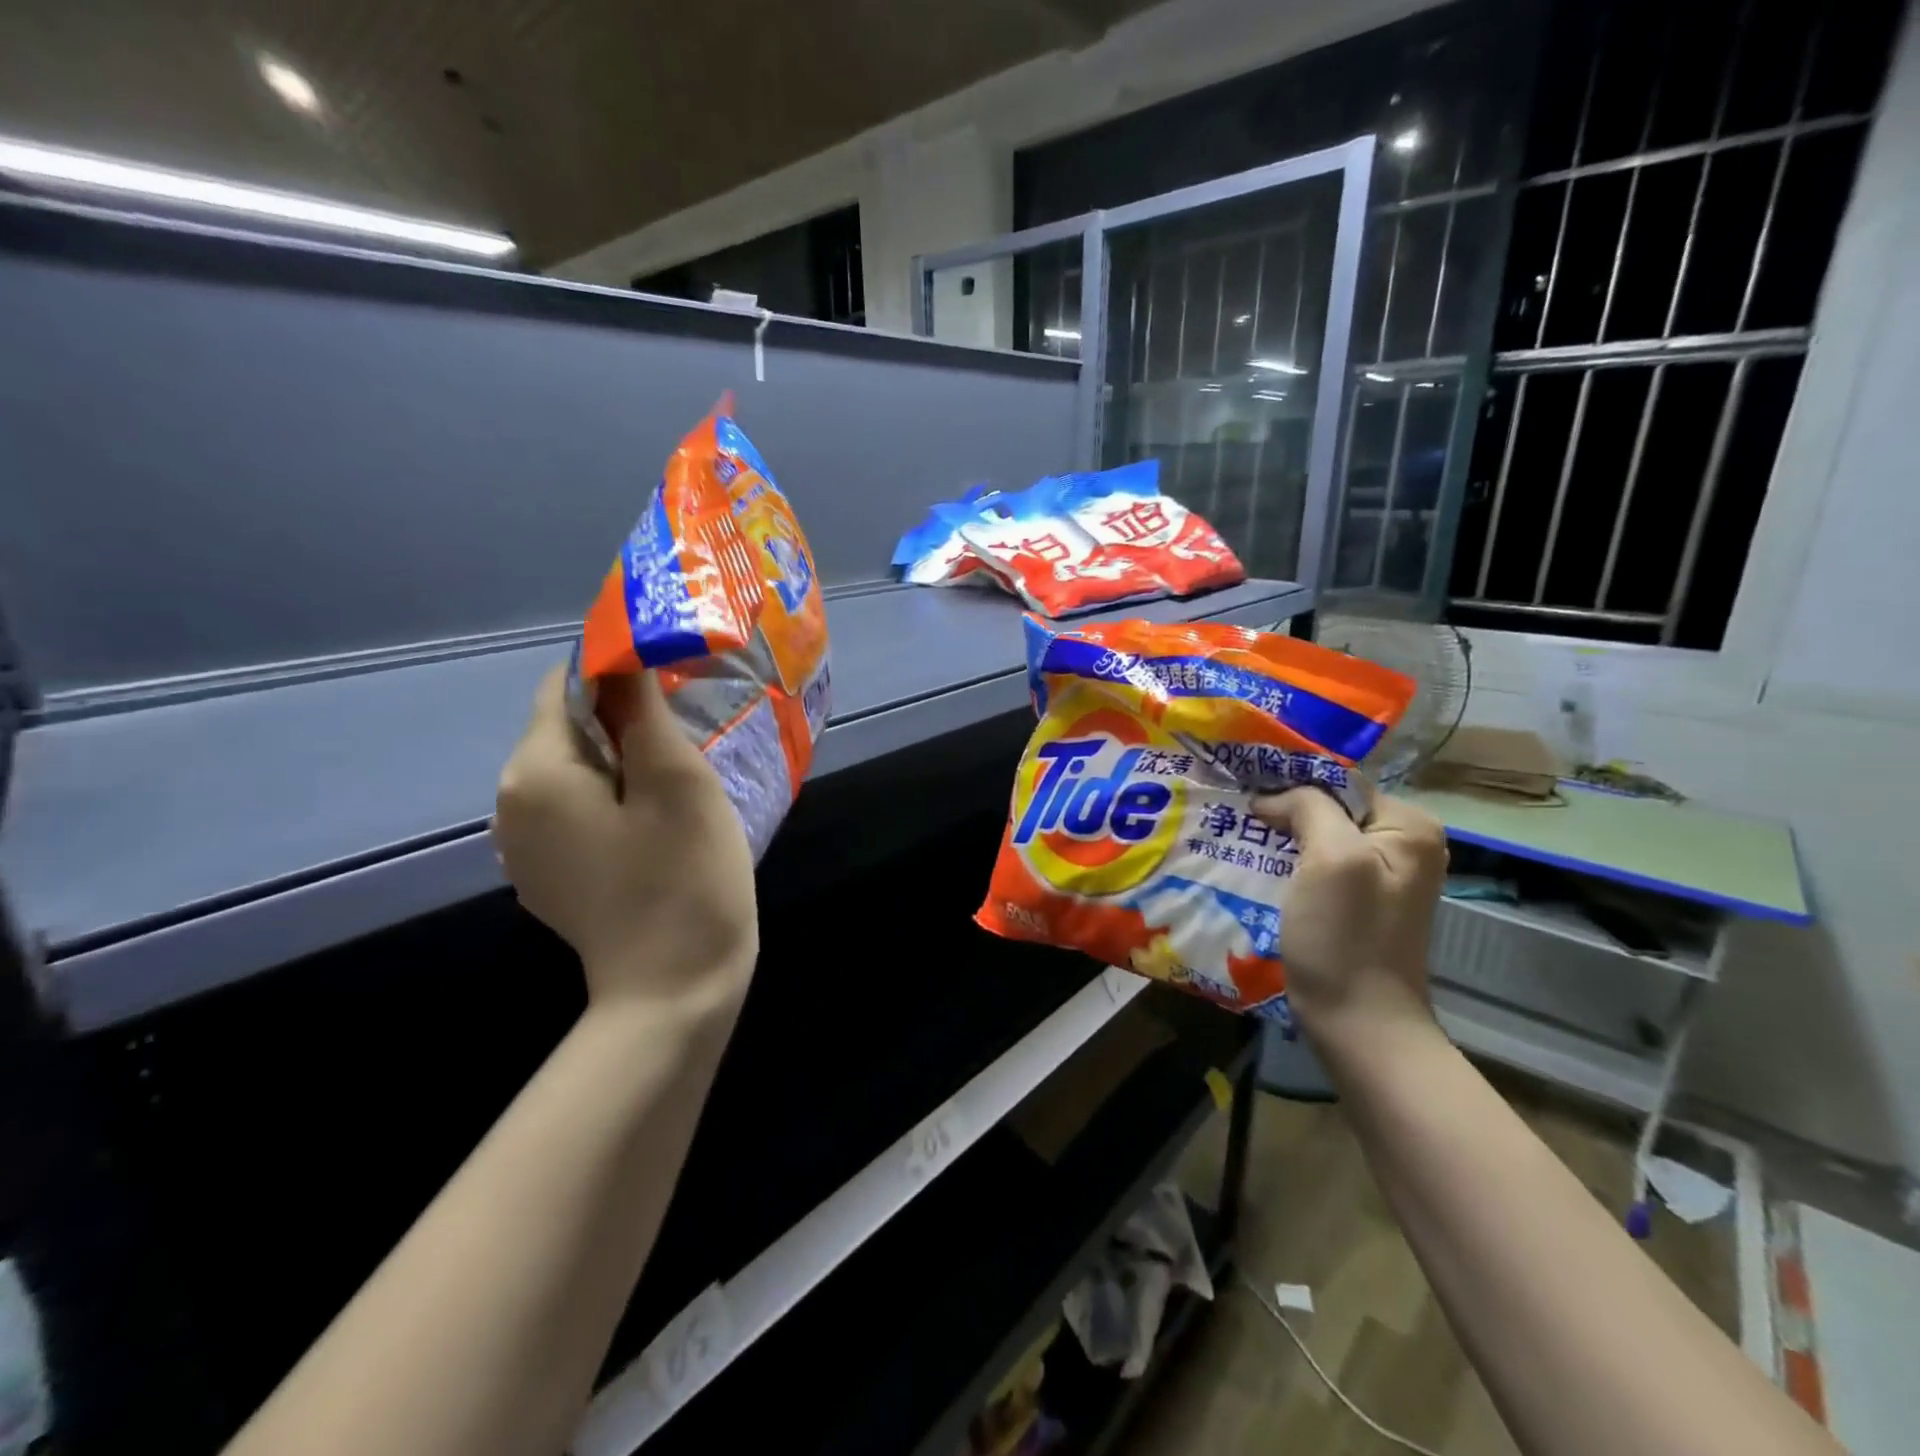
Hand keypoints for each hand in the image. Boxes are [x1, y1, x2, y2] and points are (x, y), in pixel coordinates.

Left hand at [493, 665, 757, 1010]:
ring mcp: (525, 848)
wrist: (674, 991)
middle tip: (689, 728)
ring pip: (574, 773)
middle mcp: (511, 805)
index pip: (565, 687)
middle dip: (623, 718)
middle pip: (566, 730)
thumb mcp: (675, 779)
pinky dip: (613, 798)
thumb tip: (620, 651)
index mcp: (535, 773)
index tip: (673, 677)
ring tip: (680, 772)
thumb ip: (642, 709)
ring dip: (622, 759)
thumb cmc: (683, 876)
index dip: (617, 669)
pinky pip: (577, 812)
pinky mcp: (550, 877)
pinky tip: (658, 820)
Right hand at [1252, 786, 1447, 1045]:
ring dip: (1280, 838)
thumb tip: (1273, 796)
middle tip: (1235, 815)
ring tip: (1237, 838)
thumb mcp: (1331, 858)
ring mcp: (1380, 877)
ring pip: (1318, 837)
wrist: (1358, 1022)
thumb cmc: (1345, 936)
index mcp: (1409, 826)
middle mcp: (1403, 845)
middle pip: (1330, 808)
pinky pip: (1317, 867)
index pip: (1340, 782)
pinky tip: (1256, 868)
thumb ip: (1309, 807)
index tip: (1245, 792)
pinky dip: (1287, 864)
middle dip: (1284, 811)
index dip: (1292, 784)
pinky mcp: (1356, 903)